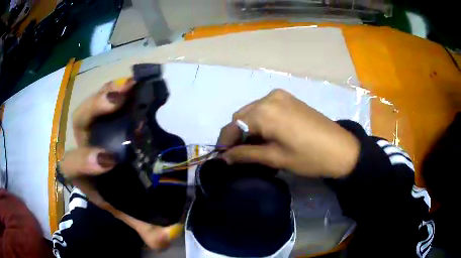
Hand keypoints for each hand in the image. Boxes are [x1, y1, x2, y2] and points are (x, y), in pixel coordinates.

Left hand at [60, 79, 181, 249]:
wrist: (113, 187)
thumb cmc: (116, 202)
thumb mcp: (130, 218)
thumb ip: (147, 230)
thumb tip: (171, 234)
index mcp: (84, 175)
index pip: (73, 164)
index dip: (86, 160)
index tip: (110, 161)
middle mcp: (85, 147)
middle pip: (80, 122)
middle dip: (95, 110)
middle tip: (119, 102)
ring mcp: (95, 130)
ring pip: (91, 105)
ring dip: (108, 93)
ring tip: (131, 86)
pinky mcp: (107, 120)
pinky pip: (106, 98)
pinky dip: (118, 90)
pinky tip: (134, 85)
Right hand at [218, 89, 359, 177]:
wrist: (342, 149)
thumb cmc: (309, 157)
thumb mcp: (275, 158)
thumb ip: (246, 154)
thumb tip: (223, 158)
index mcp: (264, 111)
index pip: (233, 125)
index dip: (225, 141)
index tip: (223, 157)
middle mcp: (269, 97)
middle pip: (242, 116)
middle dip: (237, 134)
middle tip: (240, 154)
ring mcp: (280, 96)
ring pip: (253, 111)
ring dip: (249, 127)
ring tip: (254, 146)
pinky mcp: (289, 99)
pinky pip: (266, 108)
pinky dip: (261, 121)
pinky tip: (267, 135)